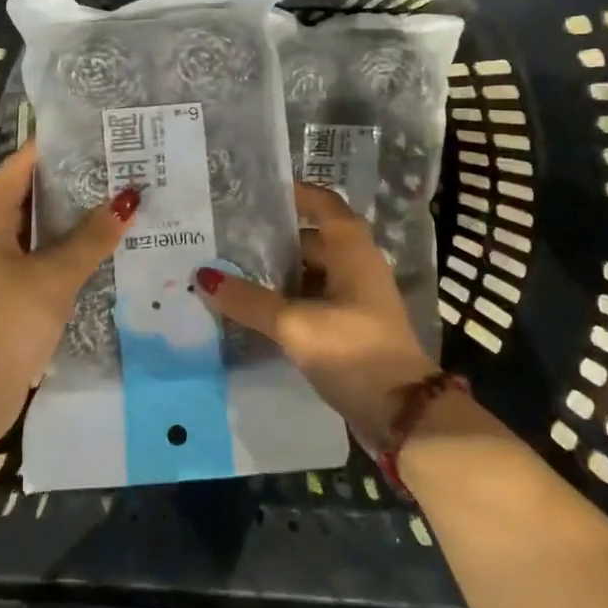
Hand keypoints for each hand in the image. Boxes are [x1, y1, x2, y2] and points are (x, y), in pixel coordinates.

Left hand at [0, 142, 136, 447]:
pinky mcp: (8, 294)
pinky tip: (99, 248)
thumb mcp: (55, 276)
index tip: (87, 134)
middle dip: (68, 182)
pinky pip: (40, 257)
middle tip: (112, 167)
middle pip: (28, 196)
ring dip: (70, 217)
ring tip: (114, 200)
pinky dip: (66, 248)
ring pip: (36, 229)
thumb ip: (91, 238)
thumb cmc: (9, 322)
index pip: (17, 168)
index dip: (48, 148)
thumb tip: (128, 200)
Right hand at [195, 182, 440, 446]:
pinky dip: (285, 301)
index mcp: (352, 249)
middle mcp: (356, 266)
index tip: (253, 191)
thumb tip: (203, 276)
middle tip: (227, 236)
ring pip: (309, 274)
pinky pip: (311, 301)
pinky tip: (253, 309)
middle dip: (272, 238)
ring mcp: (355, 299)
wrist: (404, 415)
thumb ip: (249, 301)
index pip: (322, 203)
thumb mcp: (296, 324)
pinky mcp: (349, 328)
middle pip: (310, 239)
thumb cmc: (354, 352)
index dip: (292, 193)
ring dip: (276, 273)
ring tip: (230, 270)